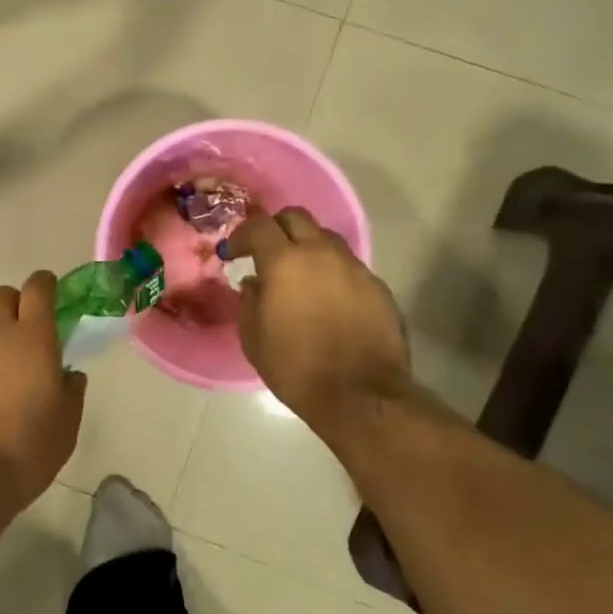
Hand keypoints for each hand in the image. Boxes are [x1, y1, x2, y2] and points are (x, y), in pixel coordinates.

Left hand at [0, 272, 86, 528]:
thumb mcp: (66, 427)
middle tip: (23, 329)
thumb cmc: (24, 453)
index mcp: (33, 339)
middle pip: (1, 294)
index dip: (45, 284)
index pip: (38, 288)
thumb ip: (71, 392)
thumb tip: (69, 375)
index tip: (50, 292)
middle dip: (15, 303)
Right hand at [226, 208, 411, 457]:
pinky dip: (332, 273)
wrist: (360, 396)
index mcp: (285, 262)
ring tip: (300, 275)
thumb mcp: (253, 337)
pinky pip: (349, 267)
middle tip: (266, 252)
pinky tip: (328, 300)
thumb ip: (249, 301)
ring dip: (308, 248)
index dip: (242, 235)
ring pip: (327, 239)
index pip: (259, 225)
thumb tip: (254, 283)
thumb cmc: (295, 367)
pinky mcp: (378, 287)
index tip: (233, 254)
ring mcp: (355, 268)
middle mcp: (322, 254)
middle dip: (277, 228)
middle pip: (297, 217)